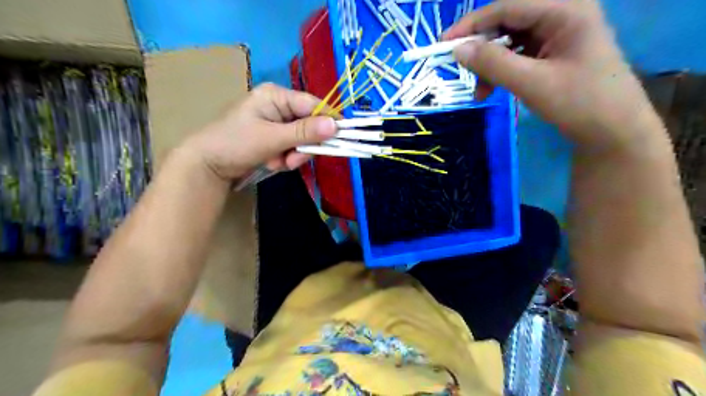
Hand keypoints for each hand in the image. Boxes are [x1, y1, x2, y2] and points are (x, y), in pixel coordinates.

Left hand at [181, 84, 335, 182]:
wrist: (207, 166)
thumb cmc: (235, 143)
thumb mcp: (271, 138)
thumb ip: (304, 132)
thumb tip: (336, 125)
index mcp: (276, 96)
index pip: (313, 105)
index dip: (329, 121)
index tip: (341, 138)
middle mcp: (279, 107)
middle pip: (310, 125)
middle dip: (303, 147)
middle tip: (292, 161)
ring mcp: (277, 124)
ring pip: (302, 141)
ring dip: (293, 156)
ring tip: (276, 163)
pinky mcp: (275, 139)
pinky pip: (293, 150)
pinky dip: (285, 160)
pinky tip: (271, 163)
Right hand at [449, 0, 664, 151]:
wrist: (613, 132)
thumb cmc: (579, 104)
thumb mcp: (531, 83)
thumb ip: (493, 63)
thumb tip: (457, 50)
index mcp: (564, 10)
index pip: (507, 6)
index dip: (471, 24)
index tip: (443, 44)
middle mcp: (561, 14)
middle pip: (507, 22)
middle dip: (481, 47)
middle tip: (460, 69)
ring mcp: (558, 34)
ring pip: (510, 41)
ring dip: (490, 65)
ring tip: (480, 93)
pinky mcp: (554, 53)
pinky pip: (518, 56)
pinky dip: (501, 72)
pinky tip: (492, 91)